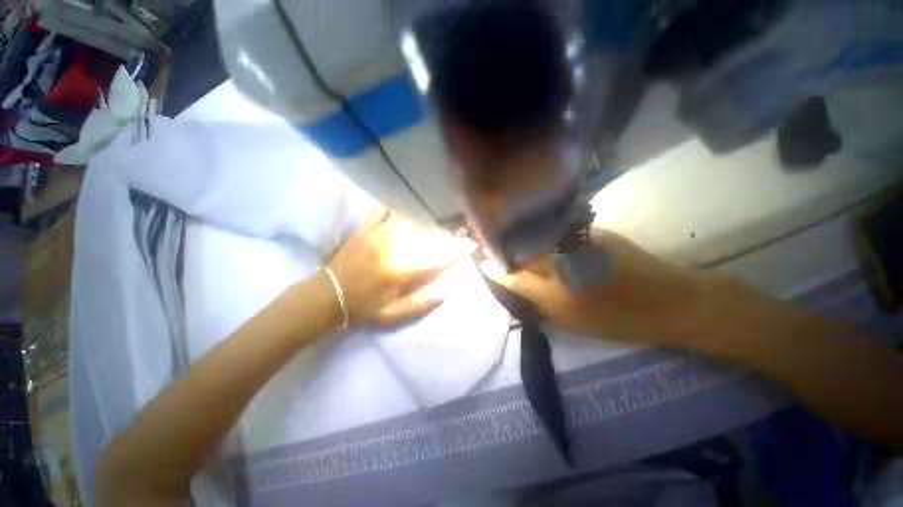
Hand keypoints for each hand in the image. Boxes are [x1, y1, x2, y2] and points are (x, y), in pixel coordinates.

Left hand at [328, 207, 472, 326]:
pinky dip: (394, 207)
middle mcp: (392, 247)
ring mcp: (377, 234)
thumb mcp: (393, 314)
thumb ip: (422, 303)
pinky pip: (382, 210)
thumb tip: (446, 291)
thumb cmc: (362, 307)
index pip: (435, 258)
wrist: (326, 296)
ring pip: (408, 220)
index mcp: (400, 270)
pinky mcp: (365, 228)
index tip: (468, 246)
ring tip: (435, 220)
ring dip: (424, 219)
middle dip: (444, 233)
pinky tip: (404, 206)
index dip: (454, 252)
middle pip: (425, 235)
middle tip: (456, 231)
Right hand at [481, 229, 708, 344]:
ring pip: (536, 237)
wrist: (670, 300)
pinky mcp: (591, 231)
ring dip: (518, 236)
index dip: (493, 267)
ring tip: (505, 235)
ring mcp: (576, 243)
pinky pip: (555, 231)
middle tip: (486, 243)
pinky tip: (535, 232)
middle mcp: (562, 263)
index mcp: (556, 293)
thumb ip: (538, 301)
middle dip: (501, 245)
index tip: (479, 259)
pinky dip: (540, 232)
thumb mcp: (571, 322)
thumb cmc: (618, 320)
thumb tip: (516, 283)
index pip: (513, 275)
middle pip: (521, 250)